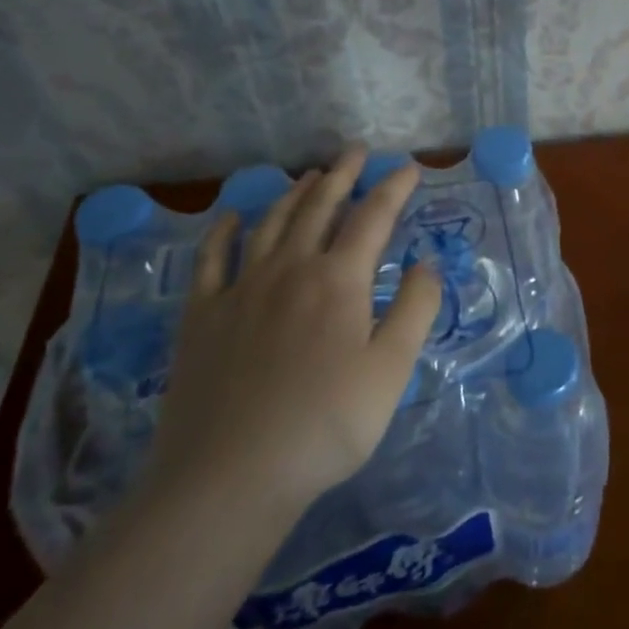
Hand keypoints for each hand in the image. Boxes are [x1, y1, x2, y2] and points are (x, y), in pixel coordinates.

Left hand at [140, 148, 440, 532]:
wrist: (229, 477)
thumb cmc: (325, 425)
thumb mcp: (392, 370)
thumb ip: (416, 309)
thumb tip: (427, 263)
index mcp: (338, 280)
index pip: (373, 217)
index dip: (393, 188)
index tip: (409, 167)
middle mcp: (290, 269)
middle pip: (319, 207)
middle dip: (342, 174)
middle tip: (355, 151)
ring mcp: (241, 289)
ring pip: (272, 223)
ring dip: (295, 193)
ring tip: (311, 175)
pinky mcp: (202, 316)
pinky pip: (212, 258)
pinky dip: (226, 231)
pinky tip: (233, 218)